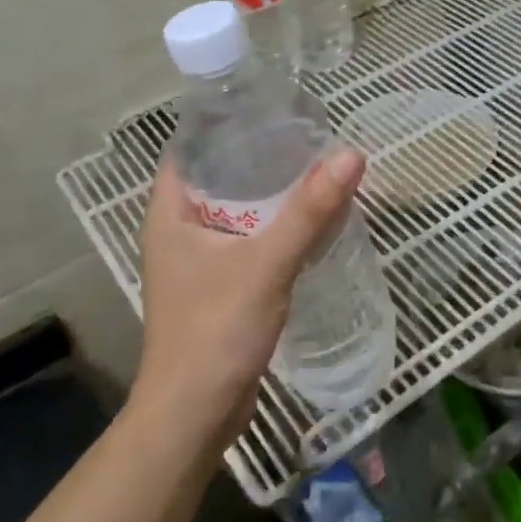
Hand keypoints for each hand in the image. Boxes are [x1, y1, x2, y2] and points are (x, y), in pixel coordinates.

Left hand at [136, 148, 366, 448]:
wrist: (195, 415)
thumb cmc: (215, 331)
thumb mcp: (266, 264)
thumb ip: (309, 211)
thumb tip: (351, 155)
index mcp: (169, 214)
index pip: (188, 149)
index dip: (222, 124)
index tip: (267, 107)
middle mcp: (177, 232)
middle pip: (216, 177)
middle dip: (256, 157)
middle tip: (303, 135)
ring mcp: (196, 264)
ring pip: (234, 213)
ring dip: (268, 195)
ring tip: (312, 170)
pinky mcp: (217, 289)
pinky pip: (245, 243)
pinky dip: (271, 229)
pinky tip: (307, 223)